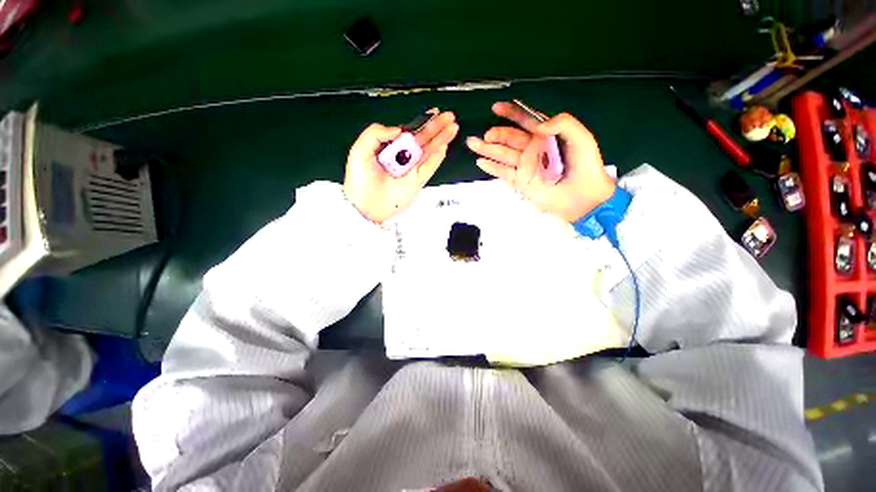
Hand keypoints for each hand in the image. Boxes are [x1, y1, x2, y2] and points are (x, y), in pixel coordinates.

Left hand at [343, 110, 458, 223]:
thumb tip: (399, 129)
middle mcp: (402, 157)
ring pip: (429, 151)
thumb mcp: (359, 152)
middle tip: (449, 116)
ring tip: (453, 127)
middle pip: (422, 139)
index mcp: (389, 147)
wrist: (366, 207)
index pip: (408, 132)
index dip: (421, 122)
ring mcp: (411, 169)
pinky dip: (437, 157)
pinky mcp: (417, 181)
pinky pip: (430, 167)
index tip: (433, 113)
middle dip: (436, 127)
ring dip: (441, 139)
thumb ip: (374, 134)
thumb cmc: (360, 180)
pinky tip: (444, 146)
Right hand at [466, 102, 614, 222]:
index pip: (525, 121)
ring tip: (473, 144)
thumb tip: (538, 125)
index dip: (511, 113)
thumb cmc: (585, 165)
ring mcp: (524, 166)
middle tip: (486, 135)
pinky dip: (491, 168)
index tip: (496, 108)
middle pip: (509, 138)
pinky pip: (503, 173)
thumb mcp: (581, 138)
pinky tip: (481, 162)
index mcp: (545, 136)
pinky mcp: (519, 182)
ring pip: (502, 155)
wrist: (583, 197)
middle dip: (496, 134)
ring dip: (487, 149)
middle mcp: (531, 149)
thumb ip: (563, 123)